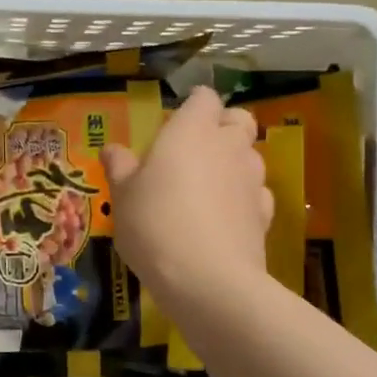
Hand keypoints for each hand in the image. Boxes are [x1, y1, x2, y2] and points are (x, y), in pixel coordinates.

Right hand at [102, 86, 272, 305]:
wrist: (208, 279)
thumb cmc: (155, 223)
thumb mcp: (123, 195)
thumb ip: (120, 167)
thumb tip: (112, 149)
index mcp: (191, 130)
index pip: (204, 97)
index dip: (192, 105)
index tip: (174, 121)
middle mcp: (227, 145)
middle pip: (238, 119)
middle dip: (223, 126)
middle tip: (195, 149)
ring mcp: (252, 179)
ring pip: (251, 155)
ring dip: (234, 161)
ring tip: (207, 186)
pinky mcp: (265, 213)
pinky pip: (256, 192)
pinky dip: (243, 196)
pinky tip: (223, 216)